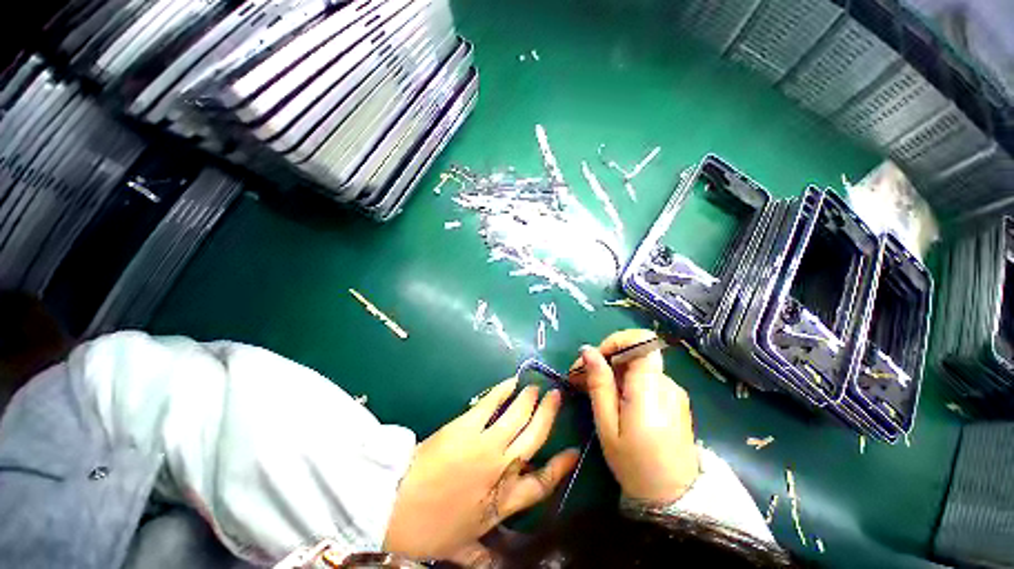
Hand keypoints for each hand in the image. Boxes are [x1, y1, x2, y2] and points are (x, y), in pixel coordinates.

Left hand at [384, 377, 579, 562]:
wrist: (395, 506)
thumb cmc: (429, 529)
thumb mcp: (460, 546)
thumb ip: (480, 556)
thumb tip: (494, 568)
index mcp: (503, 502)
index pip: (541, 484)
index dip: (560, 466)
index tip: (573, 451)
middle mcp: (501, 468)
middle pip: (534, 437)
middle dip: (548, 415)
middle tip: (556, 396)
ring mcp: (485, 444)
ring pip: (518, 415)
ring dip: (529, 399)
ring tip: (536, 388)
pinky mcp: (467, 426)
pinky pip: (491, 403)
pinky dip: (504, 390)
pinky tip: (511, 383)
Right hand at [571, 329, 698, 503]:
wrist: (674, 499)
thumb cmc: (635, 466)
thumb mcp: (608, 426)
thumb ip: (599, 384)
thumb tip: (587, 350)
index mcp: (651, 389)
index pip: (641, 340)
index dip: (615, 341)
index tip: (594, 358)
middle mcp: (666, 383)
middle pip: (634, 353)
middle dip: (604, 359)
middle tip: (580, 377)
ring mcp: (672, 390)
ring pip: (637, 366)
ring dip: (612, 371)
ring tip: (590, 389)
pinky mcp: (673, 399)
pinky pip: (645, 378)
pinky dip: (624, 381)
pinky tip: (611, 399)